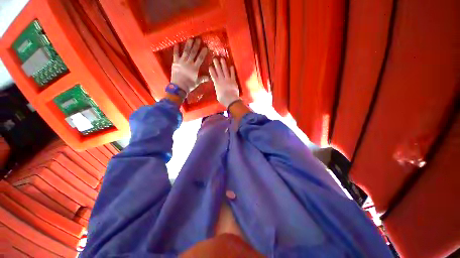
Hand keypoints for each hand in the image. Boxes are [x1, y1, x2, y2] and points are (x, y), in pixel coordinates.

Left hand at [171, 39, 207, 94]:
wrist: (179, 87)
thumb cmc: (189, 85)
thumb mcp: (197, 82)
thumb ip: (203, 78)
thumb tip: (210, 77)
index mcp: (195, 68)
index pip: (200, 58)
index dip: (203, 53)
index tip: (205, 47)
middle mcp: (188, 63)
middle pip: (193, 53)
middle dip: (196, 46)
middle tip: (198, 39)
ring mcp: (181, 61)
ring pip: (185, 51)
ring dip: (188, 45)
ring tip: (190, 39)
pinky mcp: (175, 62)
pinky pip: (175, 54)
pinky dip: (176, 49)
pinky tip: (177, 43)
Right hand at [209, 58, 239, 107]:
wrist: (231, 100)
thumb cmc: (223, 99)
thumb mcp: (218, 95)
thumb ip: (218, 90)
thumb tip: (218, 88)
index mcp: (217, 83)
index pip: (213, 75)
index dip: (211, 70)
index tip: (210, 66)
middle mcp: (222, 80)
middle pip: (218, 70)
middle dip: (216, 64)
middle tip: (215, 58)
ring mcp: (228, 79)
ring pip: (225, 70)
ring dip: (223, 64)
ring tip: (222, 58)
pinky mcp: (233, 80)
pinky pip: (232, 74)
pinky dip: (232, 70)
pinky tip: (231, 66)